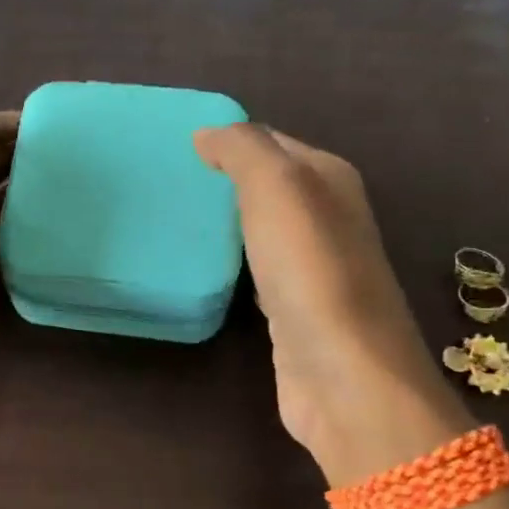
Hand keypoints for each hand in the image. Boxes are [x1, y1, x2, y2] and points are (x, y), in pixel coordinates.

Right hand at [194, 122, 467, 483]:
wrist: (341, 374)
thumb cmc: (310, 271)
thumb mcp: (276, 187)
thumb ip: (243, 150)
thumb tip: (208, 134)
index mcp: (330, 179)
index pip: (271, 142)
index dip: (228, 140)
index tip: (175, 148)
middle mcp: (327, 218)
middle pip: (267, 186)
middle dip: (223, 181)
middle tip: (167, 184)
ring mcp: (312, 268)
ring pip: (261, 229)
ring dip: (226, 222)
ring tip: (175, 218)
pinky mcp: (293, 310)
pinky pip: (255, 270)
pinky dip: (232, 262)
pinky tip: (205, 267)